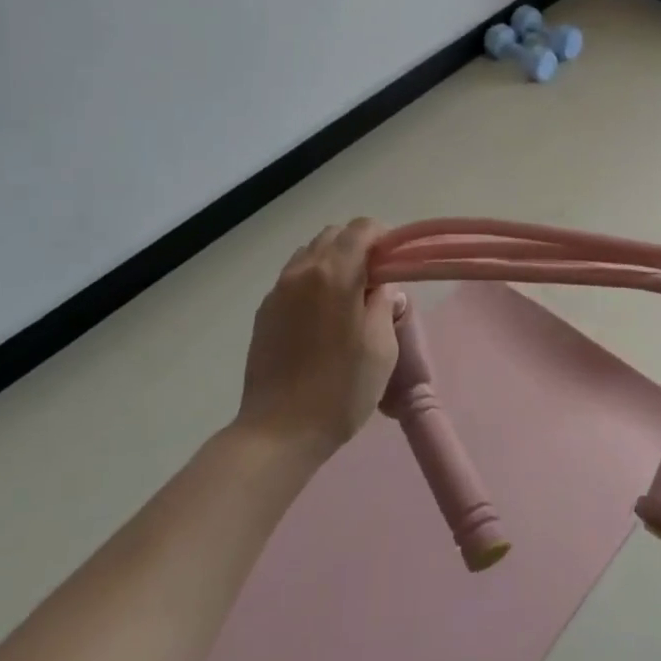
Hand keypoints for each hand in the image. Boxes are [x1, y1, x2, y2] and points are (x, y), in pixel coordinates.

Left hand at [235, 220, 400, 458]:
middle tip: (377, 280)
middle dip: (358, 246)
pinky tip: (323, 317)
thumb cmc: (341, 389)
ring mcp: (277, 291)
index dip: (383, 237)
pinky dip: (313, 281)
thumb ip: (383, 304)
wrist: (279, 432)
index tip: (395, 261)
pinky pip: (293, 279)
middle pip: (333, 236)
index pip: (361, 229)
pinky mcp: (264, 313)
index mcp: (334, 274)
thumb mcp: (381, 346)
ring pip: (310, 254)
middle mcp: (301, 272)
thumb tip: (380, 287)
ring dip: (334, 262)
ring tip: (349, 298)